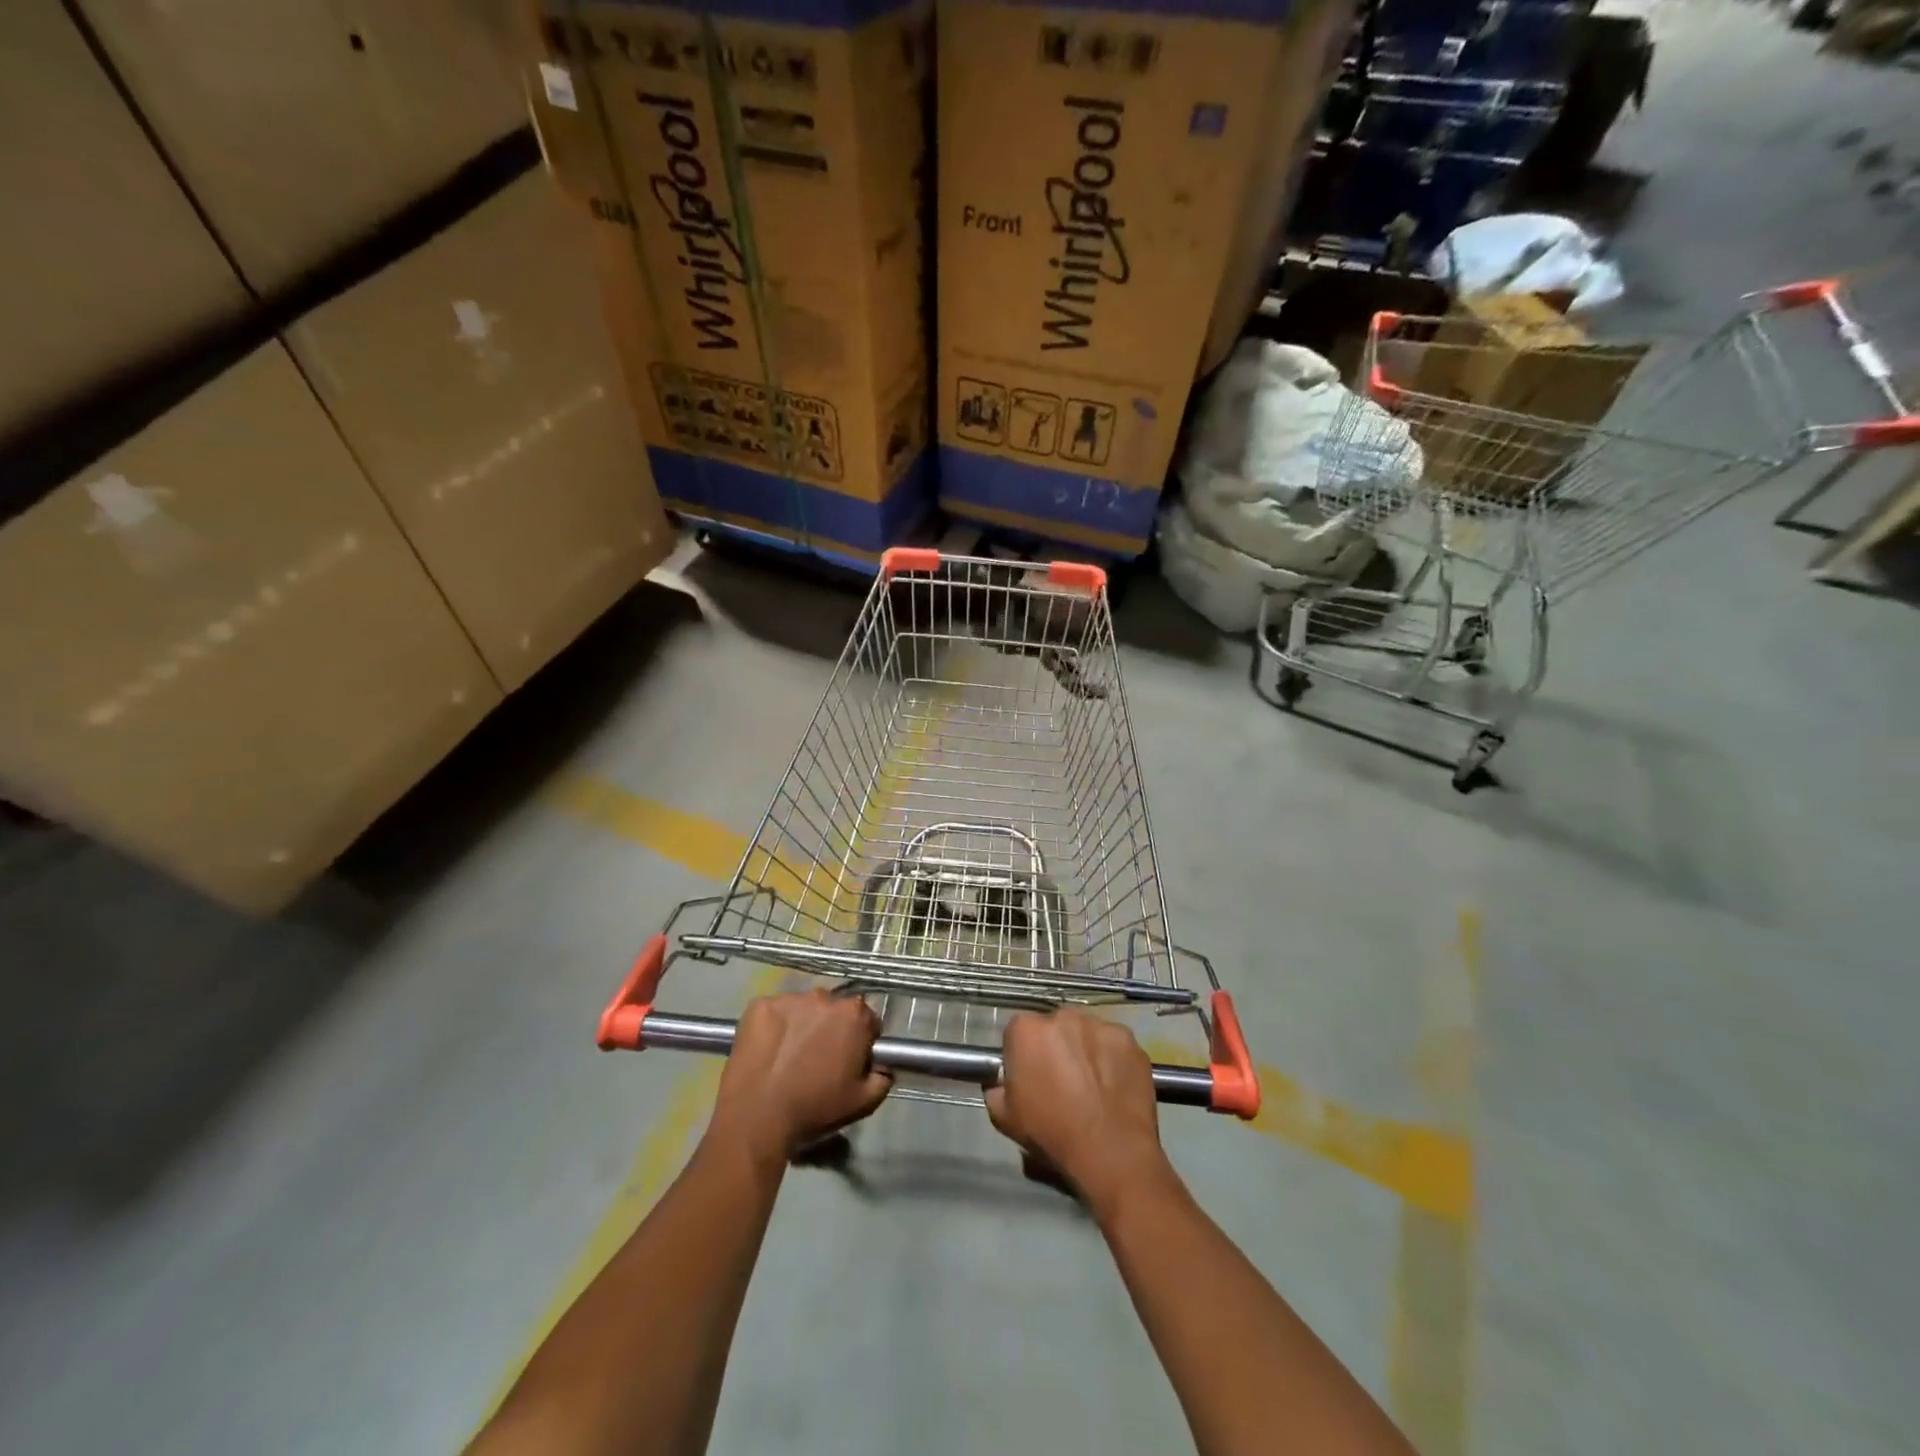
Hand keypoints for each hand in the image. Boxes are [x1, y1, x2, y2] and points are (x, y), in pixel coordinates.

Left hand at [709, 990, 890, 1165]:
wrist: (757, 1117)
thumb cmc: (815, 1108)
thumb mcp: (863, 1102)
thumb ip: (883, 1078)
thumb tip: (882, 1066)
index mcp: (854, 1014)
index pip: (867, 1020)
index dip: (860, 1041)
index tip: (849, 1060)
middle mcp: (824, 996)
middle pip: (834, 1010)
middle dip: (830, 1028)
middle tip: (817, 1059)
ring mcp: (789, 998)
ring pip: (803, 1008)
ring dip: (802, 1024)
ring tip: (789, 1056)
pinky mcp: (759, 1005)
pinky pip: (774, 1012)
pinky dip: (774, 1026)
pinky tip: (769, 1051)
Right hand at [985, 1009, 1172, 1214]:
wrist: (1110, 1151)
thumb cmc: (1051, 1132)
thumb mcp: (1004, 1118)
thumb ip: (995, 1089)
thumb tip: (1001, 1083)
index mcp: (1026, 1029)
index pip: (1017, 1032)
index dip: (1022, 1055)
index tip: (1030, 1077)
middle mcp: (1062, 1016)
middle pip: (1053, 1027)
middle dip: (1055, 1047)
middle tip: (1061, 1080)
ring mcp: (1099, 1024)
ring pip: (1085, 1032)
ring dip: (1084, 1049)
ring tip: (1091, 1084)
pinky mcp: (1128, 1038)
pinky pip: (1113, 1043)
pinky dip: (1112, 1058)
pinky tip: (1113, 1085)